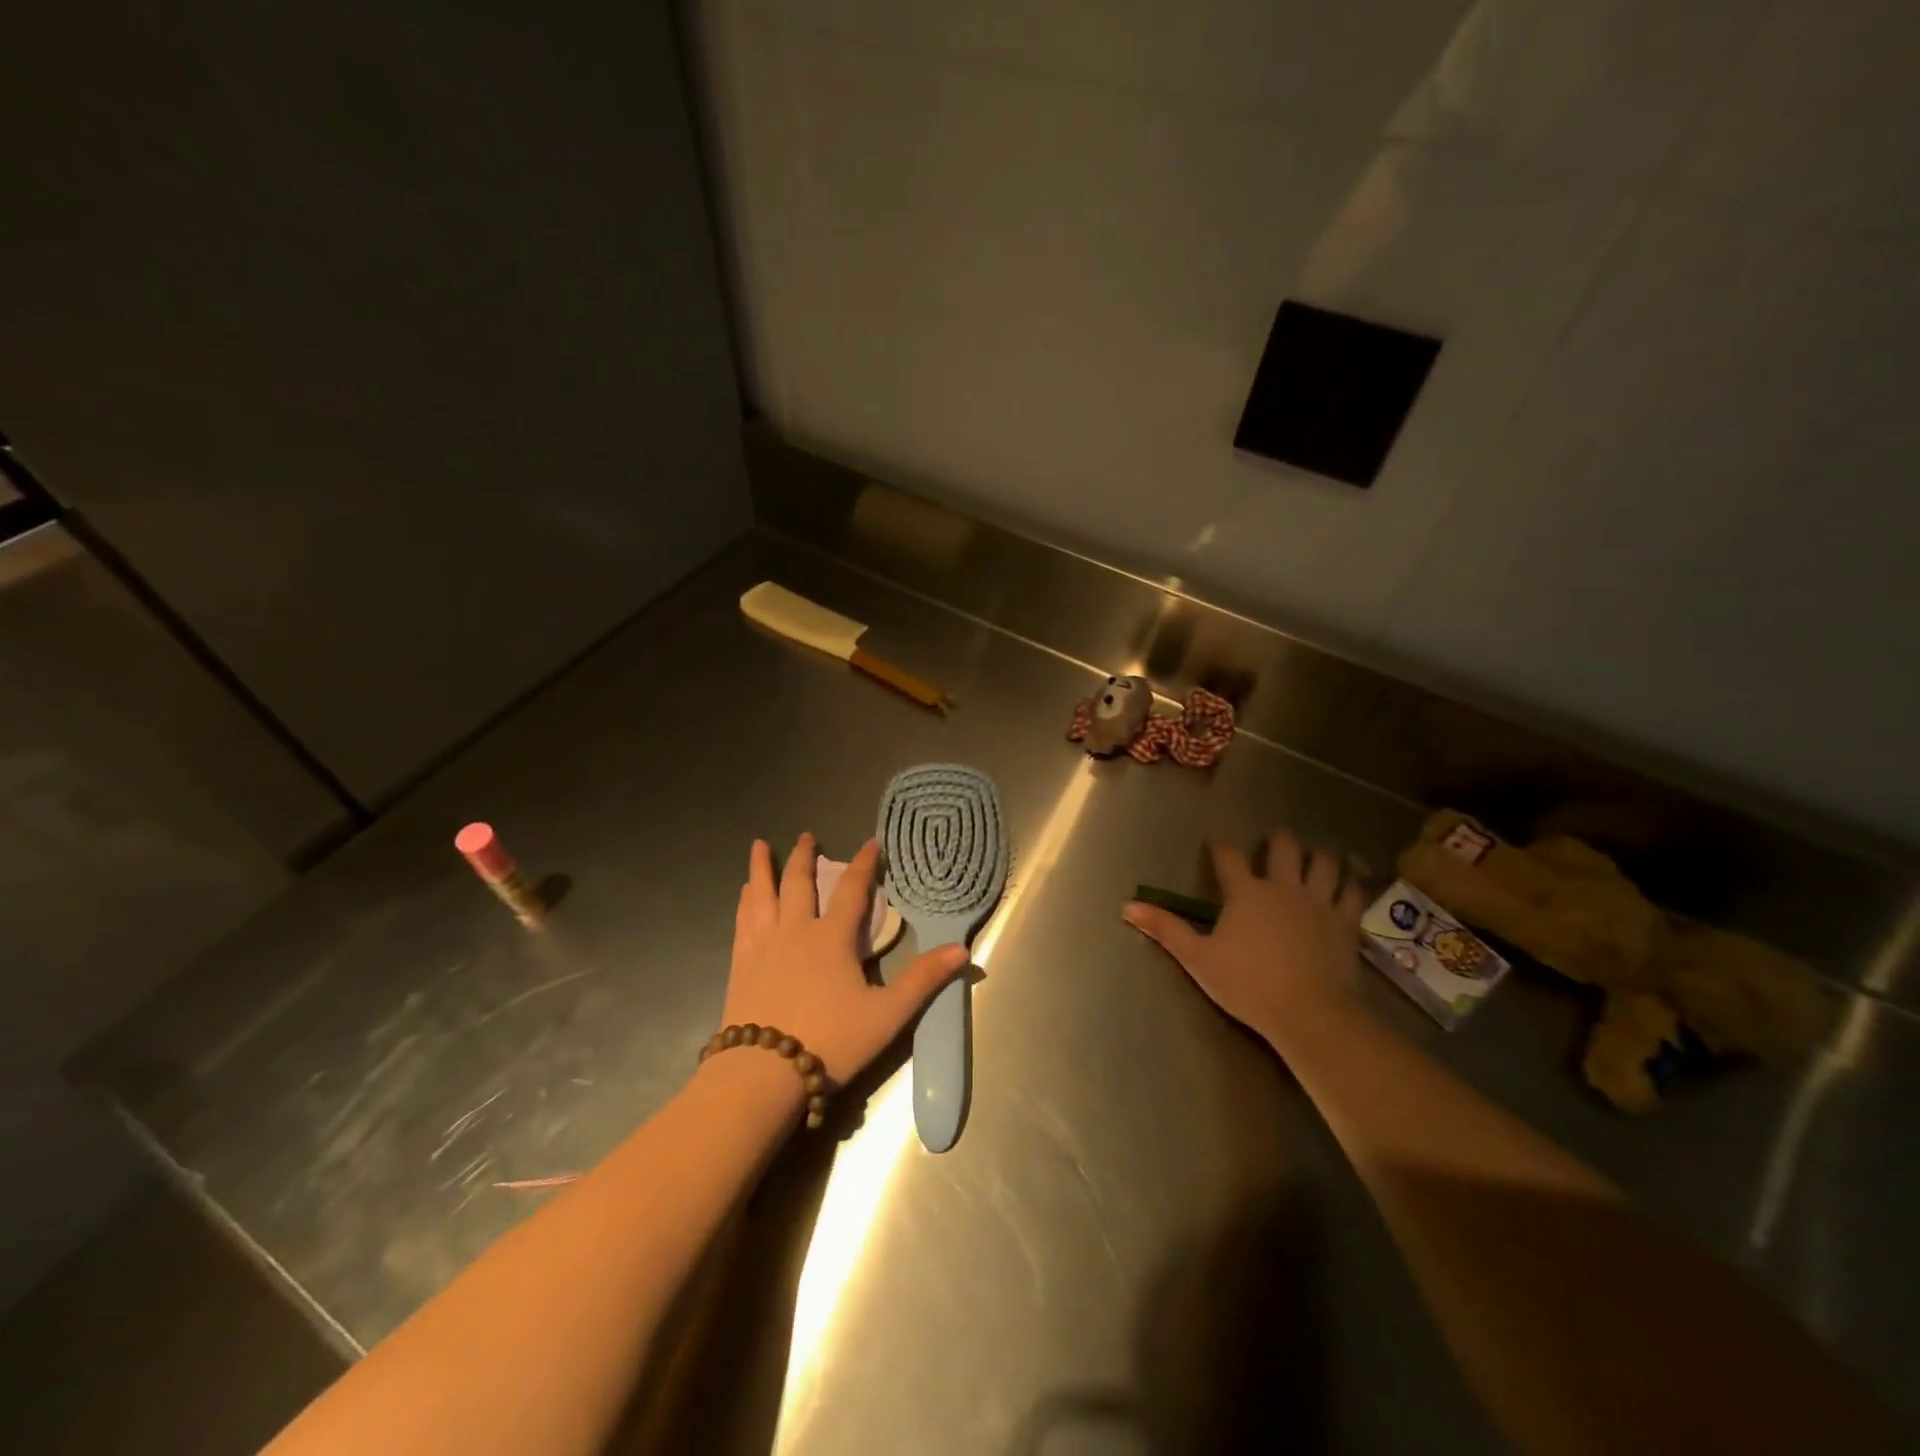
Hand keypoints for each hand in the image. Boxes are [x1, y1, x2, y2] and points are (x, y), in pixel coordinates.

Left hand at [722, 833, 967, 1083]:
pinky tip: (744, 894)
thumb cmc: (831, 1042)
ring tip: (759, 846)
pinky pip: (743, 920)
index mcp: (832, 938)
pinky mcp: (740, 964)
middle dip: (804, 856)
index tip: (870, 842)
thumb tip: (961, 950)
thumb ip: (923, 980)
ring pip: (762, 895)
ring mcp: (763, 945)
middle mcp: (795, 931)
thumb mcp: (887, 1015)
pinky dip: (745, 901)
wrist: (763, 1073)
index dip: (864, 864)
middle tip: (807, 836)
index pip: (852, 891)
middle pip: (799, 883)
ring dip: (763, 868)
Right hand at [1123, 830, 1367, 1042]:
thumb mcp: (1198, 959)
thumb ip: (1166, 930)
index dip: (1220, 846)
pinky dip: (1351, 883)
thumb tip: (1128, 906)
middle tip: (1276, 841)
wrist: (1309, 1012)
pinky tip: (1350, 882)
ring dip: (1318, 856)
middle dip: (1279, 840)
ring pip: (1324, 863)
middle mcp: (1283, 887)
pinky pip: (1353, 892)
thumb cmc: (1248, 984)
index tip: (1216, 842)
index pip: (1228, 857)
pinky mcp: (1345, 922)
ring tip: (1316, 856)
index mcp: (1246, 893)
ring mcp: (1319, 902)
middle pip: (1285, 847)